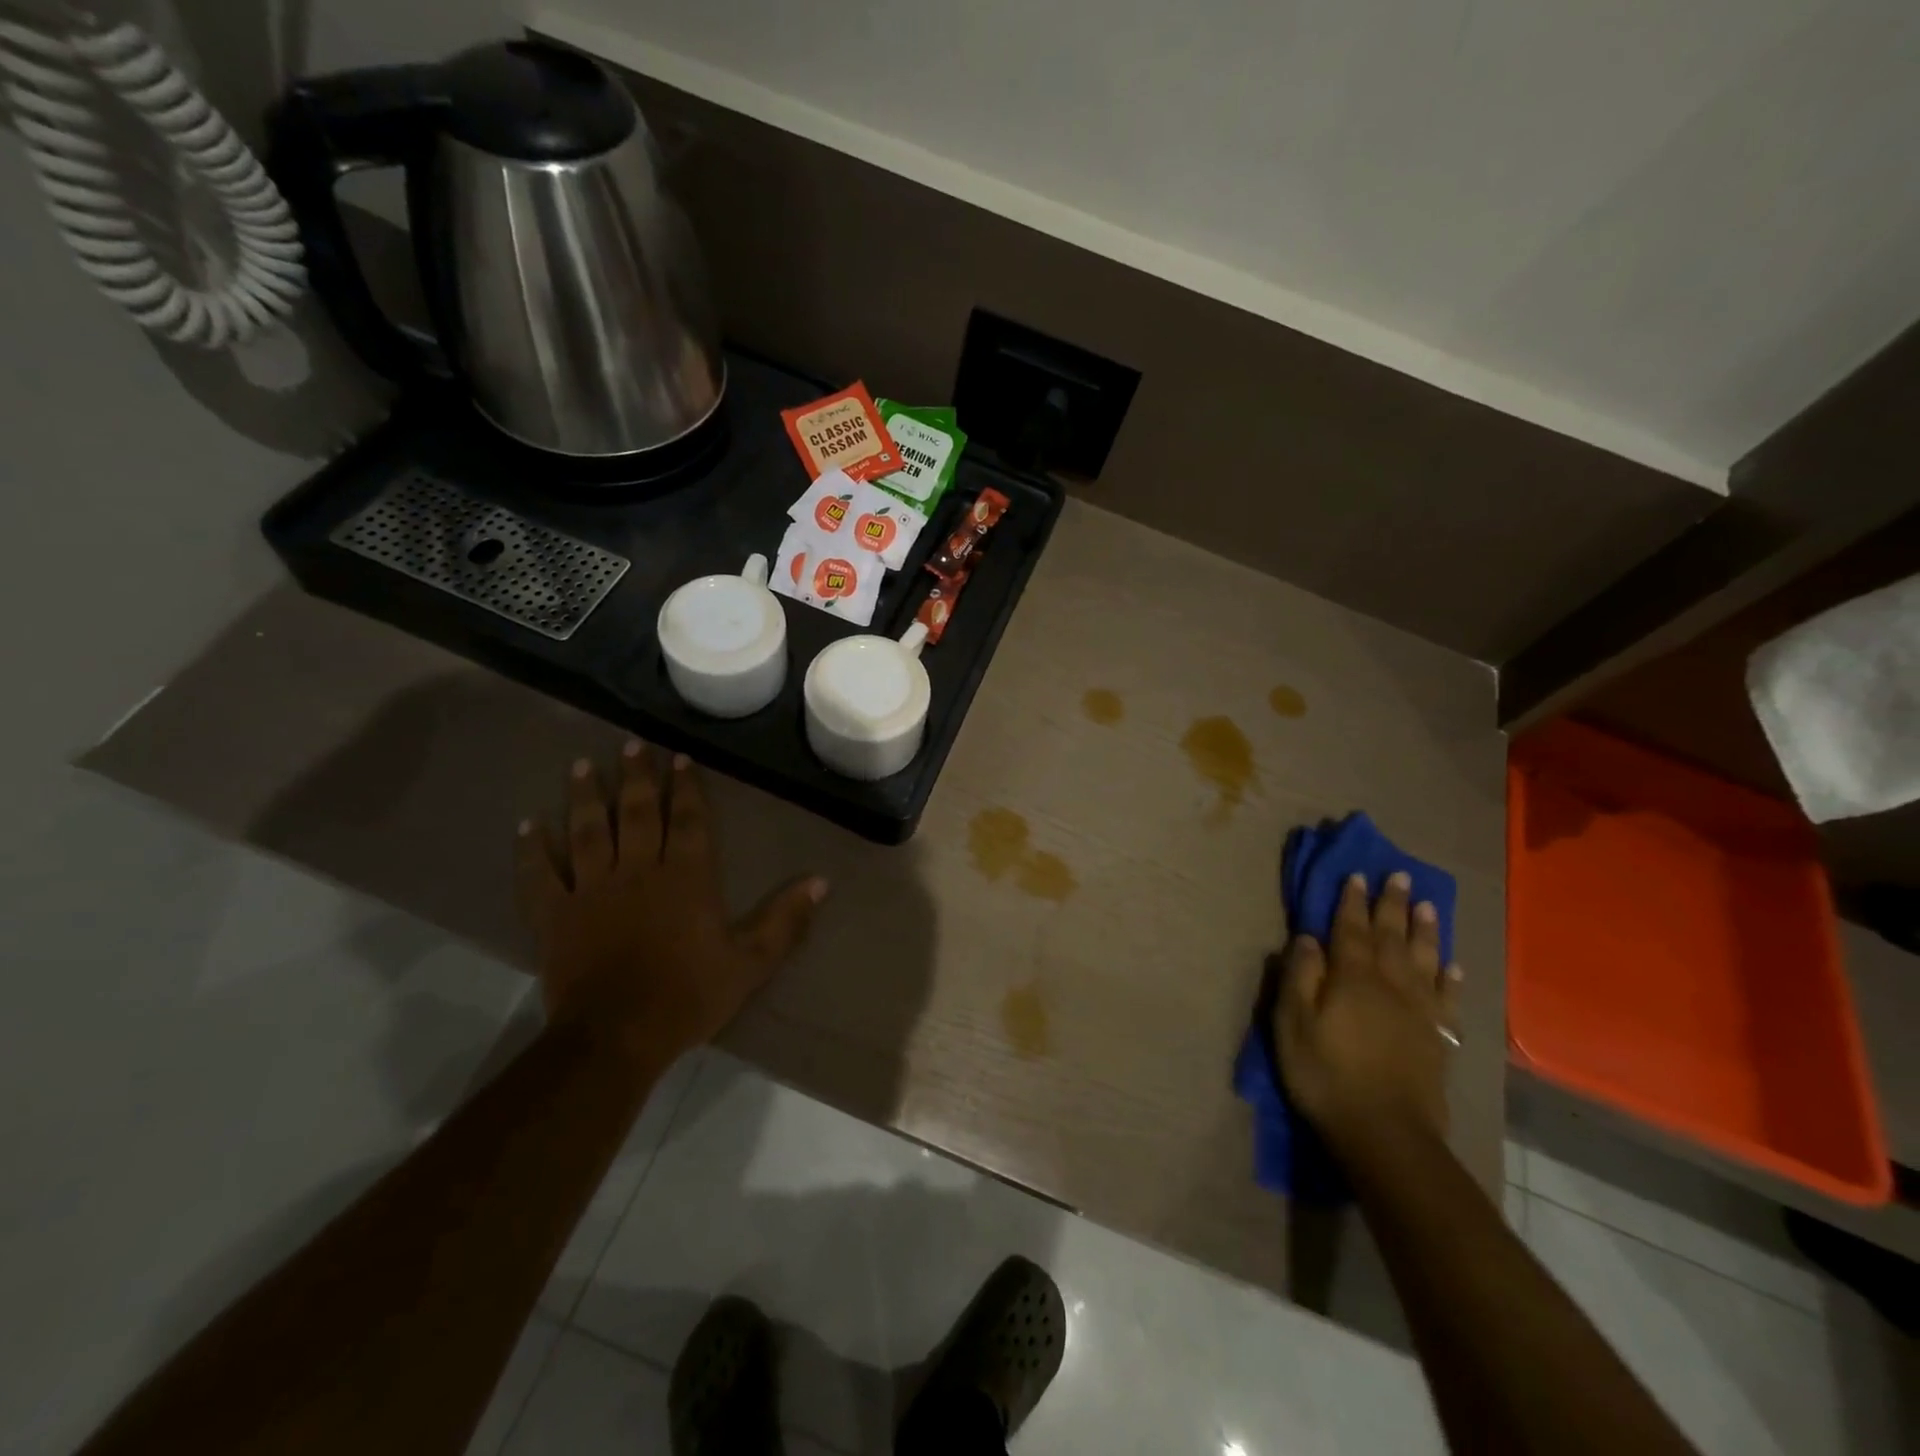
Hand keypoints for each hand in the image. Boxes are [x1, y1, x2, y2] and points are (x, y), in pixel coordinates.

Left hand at [515, 740, 826, 1062]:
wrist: (617, 1037)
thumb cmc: (688, 996)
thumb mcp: (750, 962)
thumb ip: (784, 920)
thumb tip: (821, 881)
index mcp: (686, 878)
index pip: (688, 820)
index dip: (686, 787)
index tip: (680, 758)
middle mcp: (638, 871)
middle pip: (636, 813)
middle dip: (636, 777)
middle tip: (632, 744)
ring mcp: (592, 890)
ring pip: (588, 831)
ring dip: (586, 797)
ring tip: (583, 765)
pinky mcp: (555, 915)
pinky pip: (540, 875)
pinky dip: (533, 849)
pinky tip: (529, 825)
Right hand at [1273, 871, 1461, 1161]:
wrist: (1386, 1134)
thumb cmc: (1326, 1075)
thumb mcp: (1292, 1024)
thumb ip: (1300, 977)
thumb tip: (1307, 938)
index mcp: (1352, 978)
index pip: (1350, 929)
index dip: (1351, 902)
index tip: (1356, 875)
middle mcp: (1390, 986)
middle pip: (1392, 937)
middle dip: (1393, 905)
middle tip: (1400, 876)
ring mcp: (1419, 1012)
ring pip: (1424, 960)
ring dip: (1425, 931)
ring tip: (1429, 906)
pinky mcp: (1438, 1039)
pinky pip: (1447, 999)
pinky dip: (1450, 979)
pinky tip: (1453, 966)